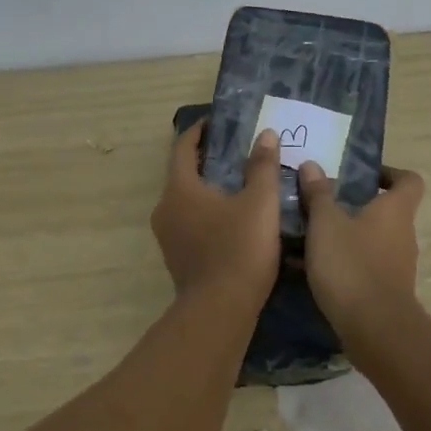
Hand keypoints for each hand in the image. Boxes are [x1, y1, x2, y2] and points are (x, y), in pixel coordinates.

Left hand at [151, 123, 282, 304]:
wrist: (220, 310)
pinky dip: (207, 211)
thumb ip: (262, 166)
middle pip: (182, 173)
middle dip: (206, 159)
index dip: (199, 131)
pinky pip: (190, 221)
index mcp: (179, 189)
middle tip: (235, 150)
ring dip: (207, 187)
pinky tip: (233, 216)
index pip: (182, 148)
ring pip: (186, 200)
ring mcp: (168, 235)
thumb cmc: (240, 249)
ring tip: (238, 181)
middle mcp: (165, 208)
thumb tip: (265, 135)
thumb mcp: (260, 203)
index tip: (216, 121)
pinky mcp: (178, 257)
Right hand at [296, 159, 425, 338]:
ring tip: (311, 237)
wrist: (374, 328)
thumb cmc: (351, 265)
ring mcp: (397, 265)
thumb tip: (312, 165)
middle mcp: (403, 234)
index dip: (389, 173)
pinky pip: (364, 265)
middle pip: (386, 211)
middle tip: (322, 205)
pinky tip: (313, 268)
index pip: (409, 181)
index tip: (362, 176)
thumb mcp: (325, 224)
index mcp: (395, 210)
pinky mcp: (386, 290)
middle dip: (355, 206)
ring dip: (346, 235)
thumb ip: (318, 194)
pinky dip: (344, 261)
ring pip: (372, 239)